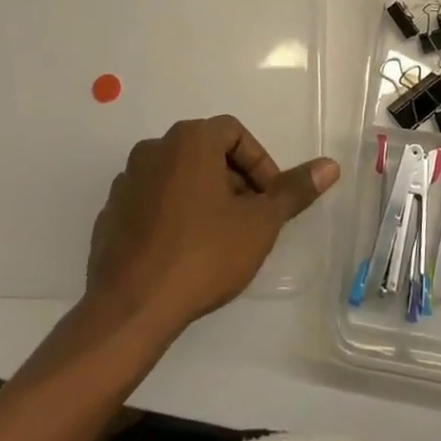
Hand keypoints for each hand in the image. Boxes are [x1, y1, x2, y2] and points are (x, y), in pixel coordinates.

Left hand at [86, 116, 338, 337]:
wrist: (131, 307)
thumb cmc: (203, 255)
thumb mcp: (259, 223)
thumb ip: (293, 191)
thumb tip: (330, 166)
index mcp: (189, 140)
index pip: (234, 133)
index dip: (259, 163)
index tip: (269, 199)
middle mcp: (154, 149)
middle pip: (205, 152)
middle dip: (233, 180)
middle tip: (250, 219)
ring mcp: (127, 181)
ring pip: (178, 176)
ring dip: (203, 196)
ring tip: (220, 237)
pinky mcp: (110, 213)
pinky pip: (152, 201)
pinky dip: (173, 214)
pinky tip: (184, 251)